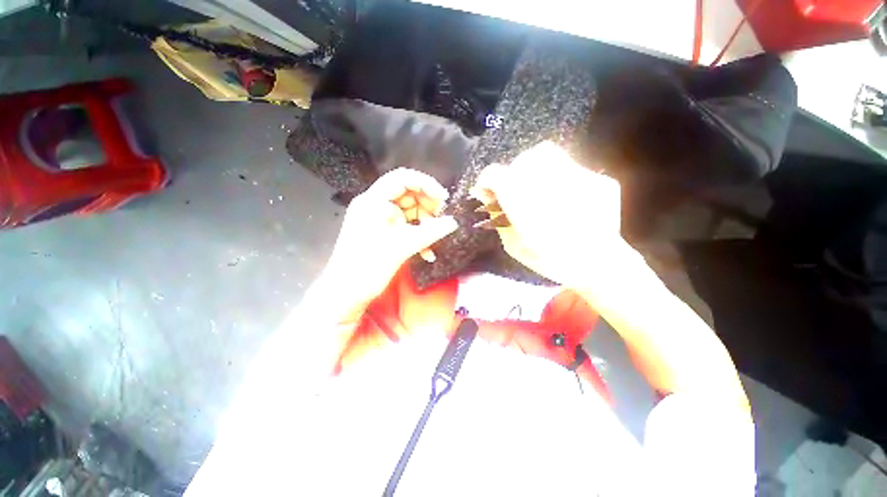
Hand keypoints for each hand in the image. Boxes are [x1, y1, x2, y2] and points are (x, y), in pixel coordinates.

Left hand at [322, 168, 457, 316]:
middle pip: (407, 194)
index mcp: (373, 201)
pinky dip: (416, 235)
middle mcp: (374, 205)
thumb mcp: (402, 247)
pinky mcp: (380, 231)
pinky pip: (403, 226)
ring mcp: (377, 219)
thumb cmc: (368, 267)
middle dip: (427, 207)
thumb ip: (431, 232)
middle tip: (441, 221)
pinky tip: (426, 252)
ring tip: (435, 239)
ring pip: (408, 212)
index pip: (402, 178)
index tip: (443, 200)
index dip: (426, 184)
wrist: (345, 293)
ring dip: (423, 224)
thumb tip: (454, 222)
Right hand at [471, 142, 627, 287]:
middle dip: (513, 174)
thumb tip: (483, 193)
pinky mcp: (598, 179)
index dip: (488, 181)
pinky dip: (562, 179)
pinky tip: (568, 200)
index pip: (494, 174)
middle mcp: (548, 182)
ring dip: (536, 168)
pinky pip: (572, 168)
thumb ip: (497, 217)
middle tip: (518, 192)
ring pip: (547, 154)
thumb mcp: (514, 245)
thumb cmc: (550, 260)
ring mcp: (578, 176)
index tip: (489, 191)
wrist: (600, 266)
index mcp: (522, 202)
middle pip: (521, 161)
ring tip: (541, 189)